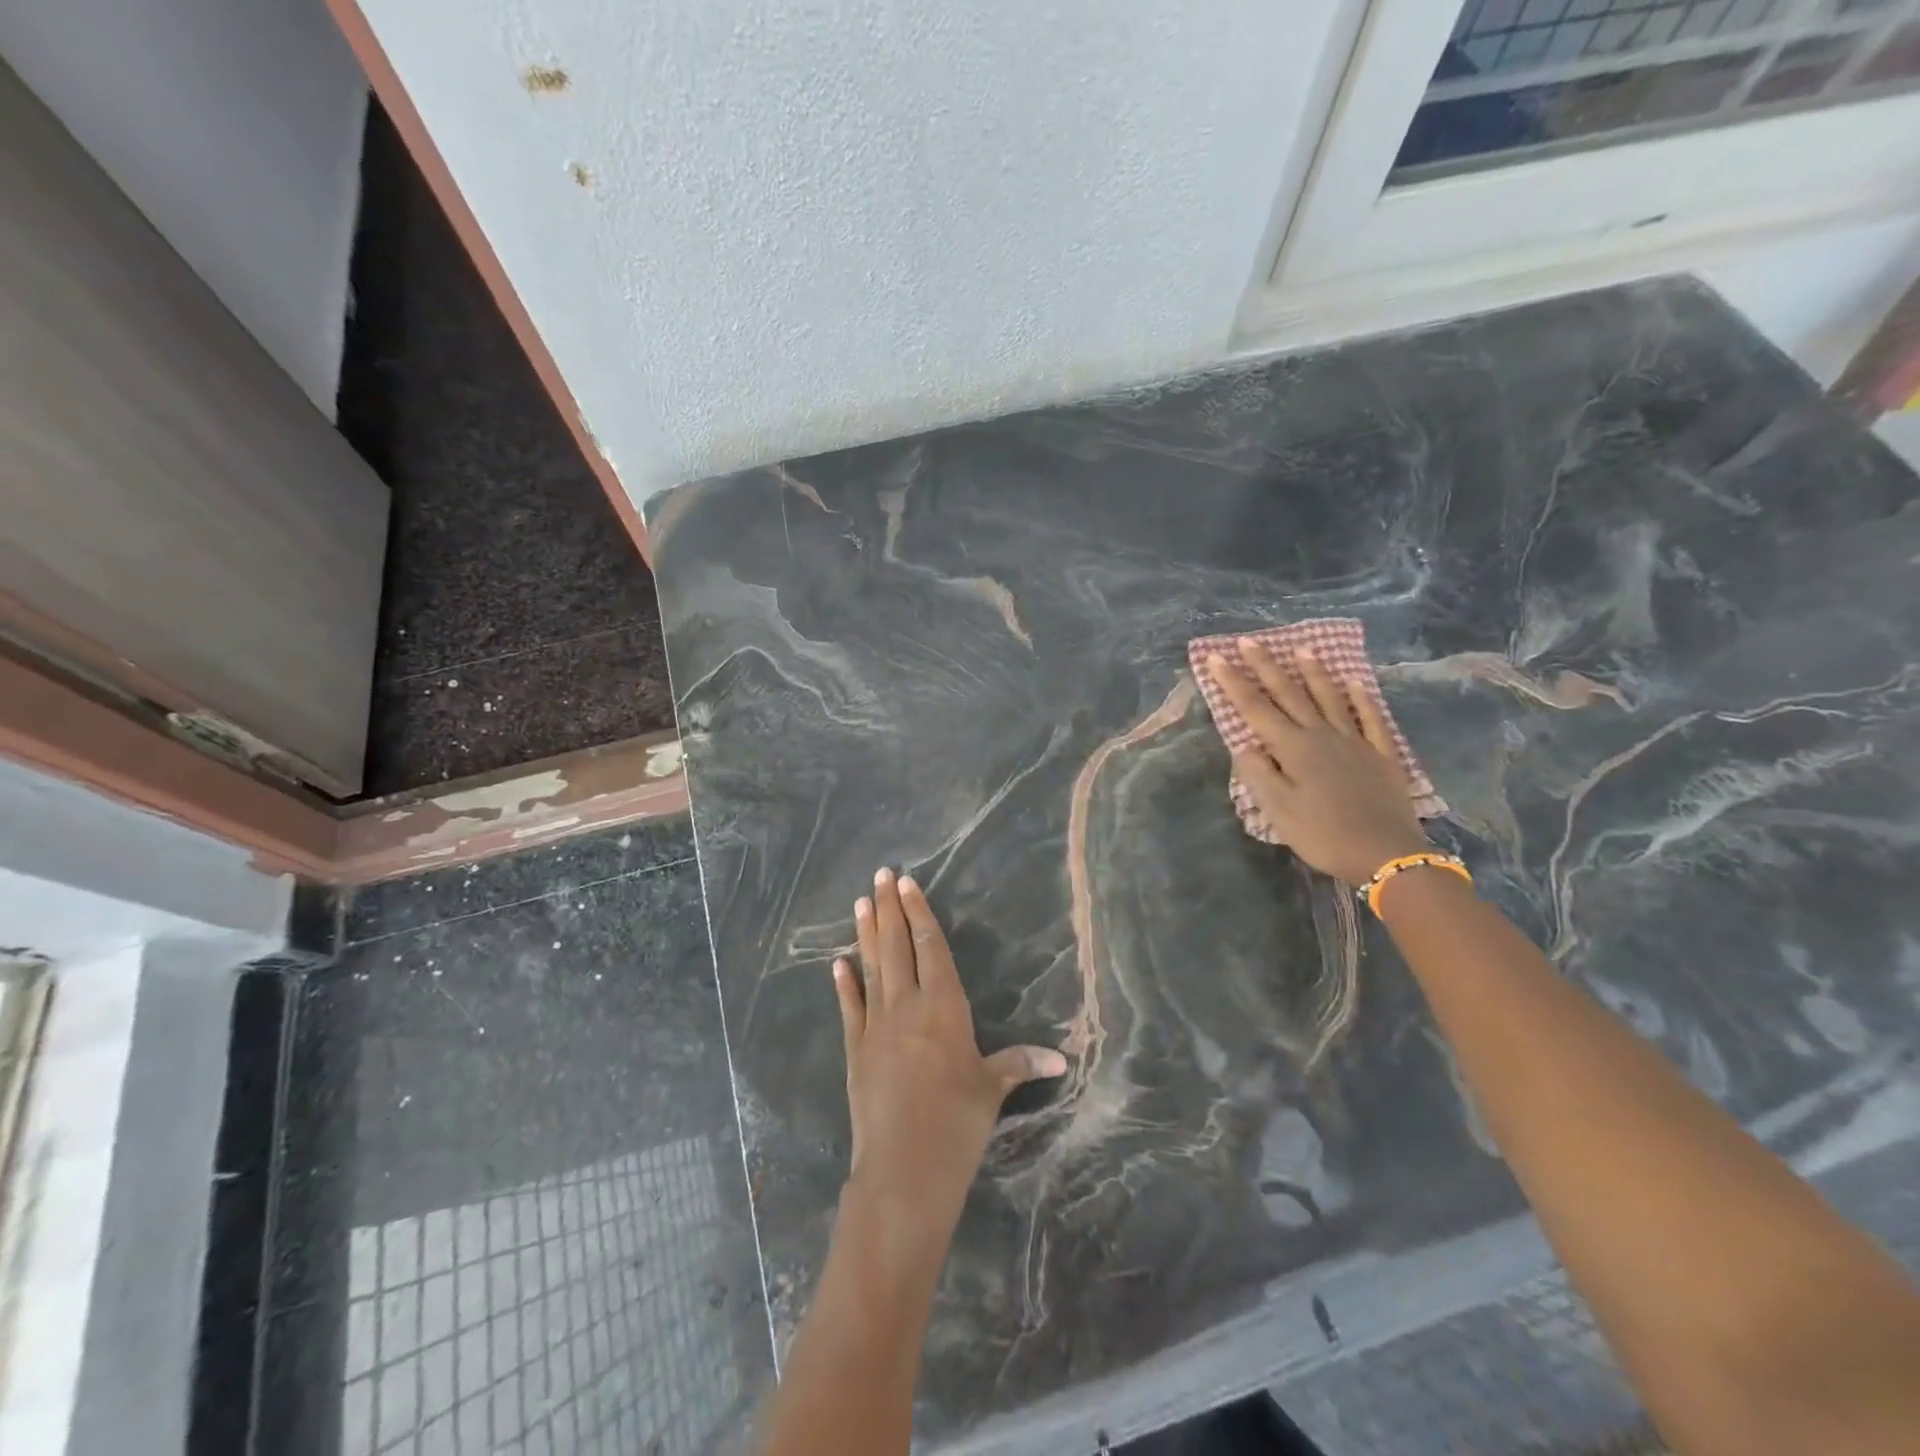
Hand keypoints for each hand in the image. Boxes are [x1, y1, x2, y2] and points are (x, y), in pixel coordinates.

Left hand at [833, 869, 1066, 1242]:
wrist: (903, 1168)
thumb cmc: (957, 1124)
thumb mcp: (992, 1090)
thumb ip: (1019, 1065)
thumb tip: (1061, 1059)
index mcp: (944, 1007)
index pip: (931, 947)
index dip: (919, 913)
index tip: (906, 883)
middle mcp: (907, 1006)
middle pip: (897, 946)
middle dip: (889, 908)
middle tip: (879, 875)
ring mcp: (877, 1026)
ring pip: (872, 967)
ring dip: (866, 933)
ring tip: (860, 901)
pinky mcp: (856, 1050)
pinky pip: (850, 1007)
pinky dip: (844, 983)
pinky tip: (837, 962)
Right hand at [1205, 638, 1427, 883]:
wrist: (1385, 854)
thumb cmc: (1322, 834)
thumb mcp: (1277, 811)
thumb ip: (1258, 774)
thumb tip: (1244, 744)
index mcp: (1293, 748)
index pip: (1255, 708)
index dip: (1233, 682)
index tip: (1216, 657)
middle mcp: (1321, 736)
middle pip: (1290, 695)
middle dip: (1267, 667)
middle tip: (1250, 641)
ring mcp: (1355, 742)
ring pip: (1330, 699)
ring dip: (1313, 674)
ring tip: (1302, 650)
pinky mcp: (1381, 755)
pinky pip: (1371, 719)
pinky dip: (1362, 699)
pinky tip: (1355, 683)